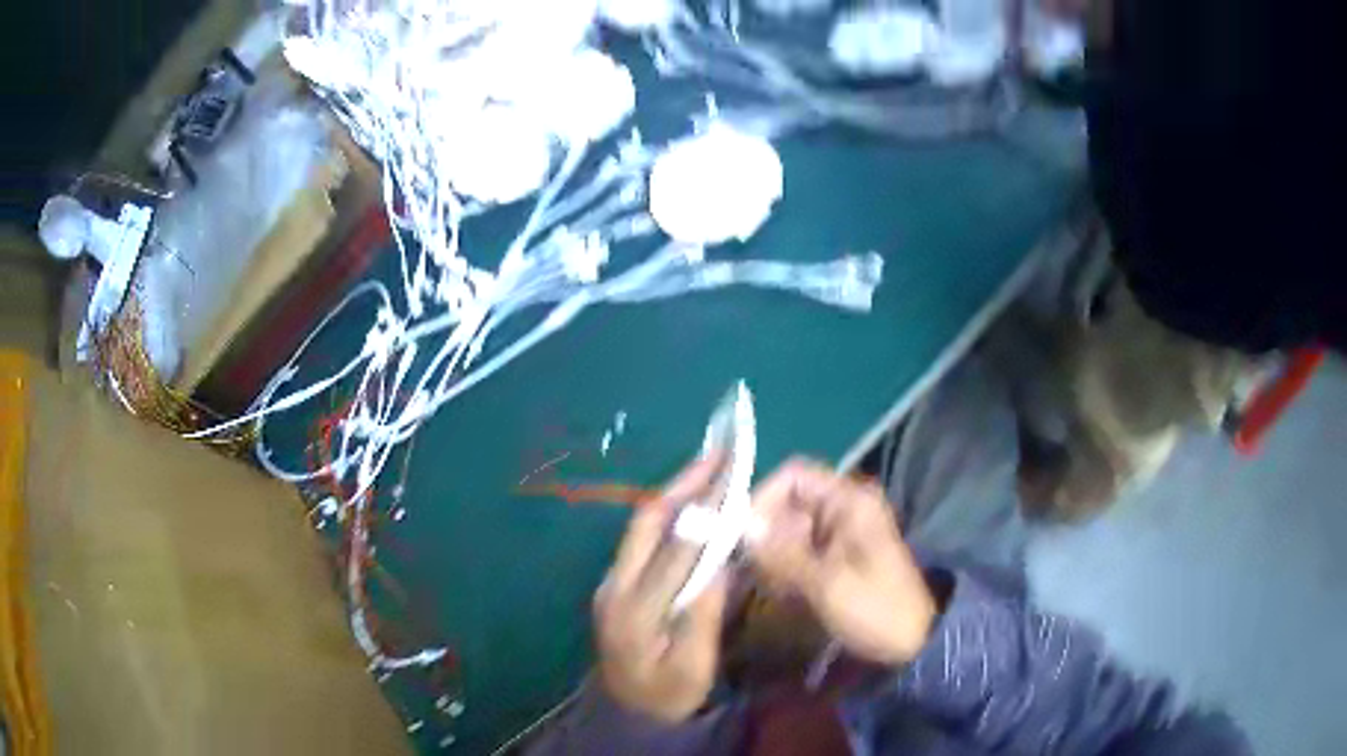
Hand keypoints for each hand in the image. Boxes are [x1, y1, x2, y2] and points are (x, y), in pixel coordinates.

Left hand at [593, 458, 728, 723]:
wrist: (625, 712)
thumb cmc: (666, 694)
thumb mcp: (693, 667)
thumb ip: (702, 617)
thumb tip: (718, 562)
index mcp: (634, 611)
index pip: (673, 551)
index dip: (703, 511)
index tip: (730, 477)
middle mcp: (615, 587)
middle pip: (646, 524)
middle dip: (682, 484)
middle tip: (718, 455)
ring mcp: (610, 583)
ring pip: (641, 527)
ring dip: (674, 494)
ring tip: (708, 469)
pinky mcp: (615, 585)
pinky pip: (642, 541)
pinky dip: (668, 516)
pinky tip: (691, 505)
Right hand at [748, 458, 936, 665]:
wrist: (915, 641)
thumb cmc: (876, 608)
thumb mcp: (827, 584)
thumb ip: (783, 555)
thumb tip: (742, 529)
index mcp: (849, 502)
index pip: (793, 477)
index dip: (763, 498)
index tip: (742, 535)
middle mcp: (843, 508)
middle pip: (788, 503)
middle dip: (766, 534)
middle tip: (753, 569)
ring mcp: (840, 533)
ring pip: (789, 529)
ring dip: (773, 555)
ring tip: (772, 587)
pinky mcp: (836, 556)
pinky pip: (799, 550)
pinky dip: (786, 568)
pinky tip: (785, 594)